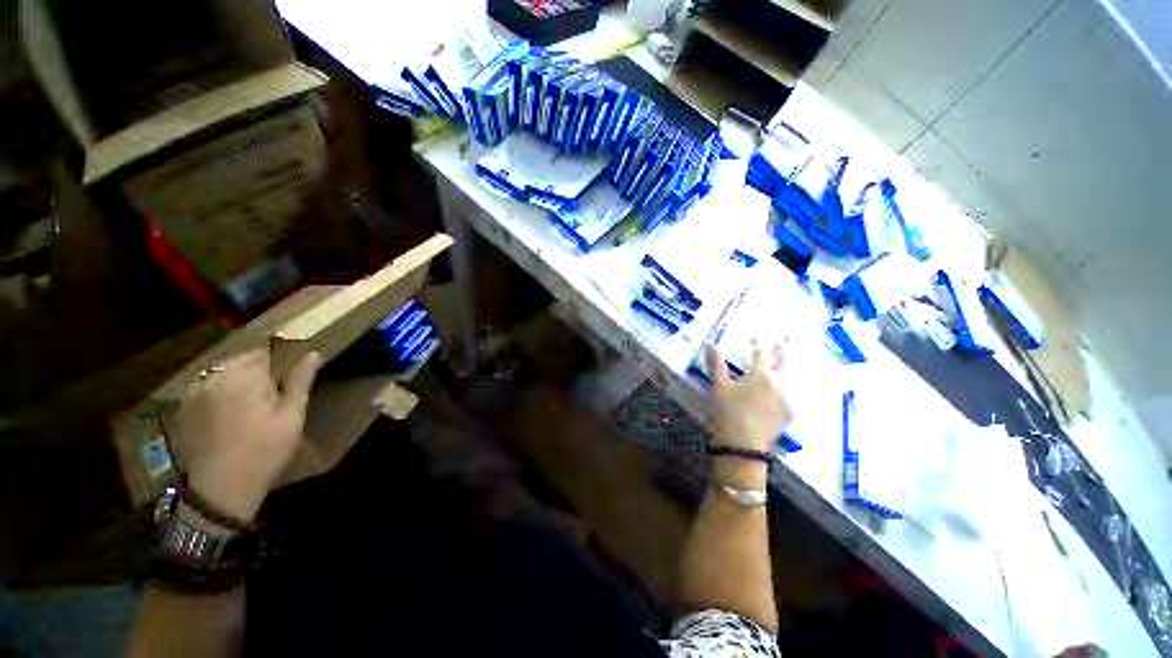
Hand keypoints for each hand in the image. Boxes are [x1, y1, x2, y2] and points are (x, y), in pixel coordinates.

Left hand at [171, 349, 321, 521]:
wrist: (220, 490)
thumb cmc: (265, 450)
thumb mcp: (292, 416)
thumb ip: (300, 381)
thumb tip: (313, 353)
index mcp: (245, 375)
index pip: (266, 351)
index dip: (281, 361)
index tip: (290, 377)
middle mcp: (215, 376)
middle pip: (242, 360)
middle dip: (259, 369)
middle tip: (273, 393)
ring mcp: (194, 392)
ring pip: (222, 372)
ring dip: (238, 379)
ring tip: (250, 402)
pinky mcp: (184, 408)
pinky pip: (206, 387)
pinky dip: (219, 392)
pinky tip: (228, 413)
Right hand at [705, 344, 792, 452]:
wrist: (741, 444)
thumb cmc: (726, 411)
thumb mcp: (718, 386)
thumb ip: (716, 364)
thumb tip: (710, 344)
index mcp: (761, 374)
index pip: (762, 353)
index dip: (758, 343)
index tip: (756, 337)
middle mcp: (779, 384)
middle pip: (785, 363)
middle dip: (783, 352)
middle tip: (782, 345)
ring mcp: (787, 400)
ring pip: (791, 379)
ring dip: (786, 371)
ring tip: (781, 367)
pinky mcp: (790, 415)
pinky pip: (791, 396)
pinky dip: (786, 389)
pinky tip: (781, 392)